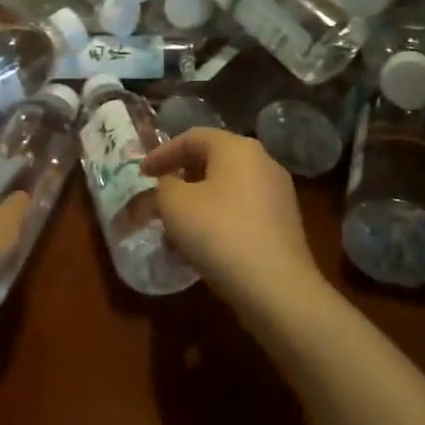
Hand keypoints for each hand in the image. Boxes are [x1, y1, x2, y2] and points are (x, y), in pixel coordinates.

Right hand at [141, 128, 322, 310]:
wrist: (276, 287)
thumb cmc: (219, 233)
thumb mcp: (174, 204)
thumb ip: (163, 187)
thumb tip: (170, 186)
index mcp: (237, 147)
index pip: (192, 137)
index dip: (161, 153)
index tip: (141, 174)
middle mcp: (262, 161)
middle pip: (212, 160)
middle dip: (181, 177)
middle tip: (158, 196)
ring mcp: (277, 193)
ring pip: (227, 188)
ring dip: (198, 202)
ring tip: (175, 226)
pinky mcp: (283, 223)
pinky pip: (241, 210)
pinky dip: (218, 218)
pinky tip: (202, 245)